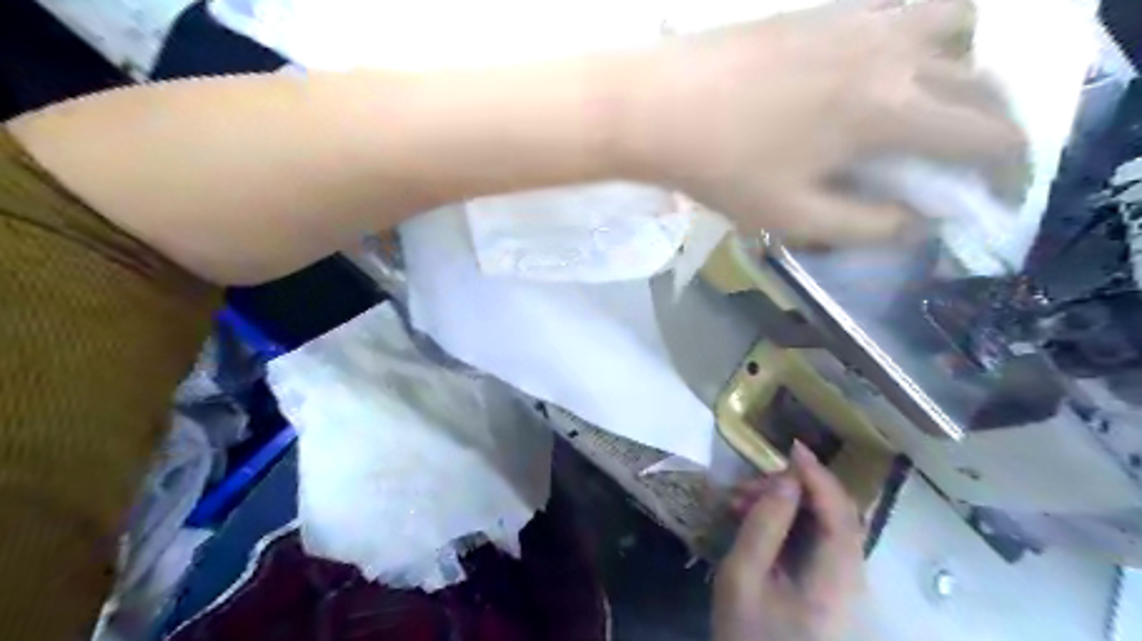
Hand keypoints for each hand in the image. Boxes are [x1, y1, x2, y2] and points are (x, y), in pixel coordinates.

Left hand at [623, 1, 1026, 244]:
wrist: (657, 105)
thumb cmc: (722, 169)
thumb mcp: (794, 217)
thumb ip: (867, 225)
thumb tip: (920, 222)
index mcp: (890, 110)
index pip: (985, 134)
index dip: (1006, 167)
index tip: (998, 192)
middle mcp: (894, 50)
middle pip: (980, 80)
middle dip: (993, 124)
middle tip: (974, 159)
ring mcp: (862, 17)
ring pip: (953, 30)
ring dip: (966, 71)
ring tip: (942, 110)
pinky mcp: (828, 8)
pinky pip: (903, 12)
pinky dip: (923, 40)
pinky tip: (894, 70)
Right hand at [712, 443, 866, 640]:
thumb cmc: (747, 633)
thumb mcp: (743, 577)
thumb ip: (764, 526)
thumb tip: (786, 480)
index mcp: (835, 581)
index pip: (839, 514)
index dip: (819, 476)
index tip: (791, 447)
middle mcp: (850, 578)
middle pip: (836, 514)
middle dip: (794, 488)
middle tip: (747, 486)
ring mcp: (841, 581)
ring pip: (824, 522)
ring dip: (787, 502)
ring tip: (740, 500)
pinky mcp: (828, 582)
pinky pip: (815, 537)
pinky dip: (787, 519)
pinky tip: (753, 517)